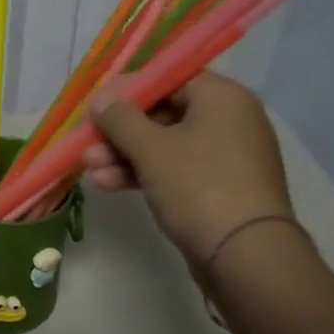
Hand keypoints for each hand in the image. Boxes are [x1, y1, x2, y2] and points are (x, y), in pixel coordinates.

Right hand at [83, 70, 293, 265]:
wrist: (246, 257)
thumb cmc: (198, 186)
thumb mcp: (151, 148)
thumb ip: (120, 118)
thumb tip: (101, 100)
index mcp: (222, 97)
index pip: (170, 77)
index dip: (129, 88)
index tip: (98, 104)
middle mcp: (229, 120)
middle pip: (164, 113)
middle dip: (120, 130)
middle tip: (87, 141)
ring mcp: (226, 157)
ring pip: (165, 145)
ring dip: (124, 155)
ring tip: (89, 168)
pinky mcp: (219, 189)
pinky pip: (176, 170)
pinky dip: (144, 173)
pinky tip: (108, 184)